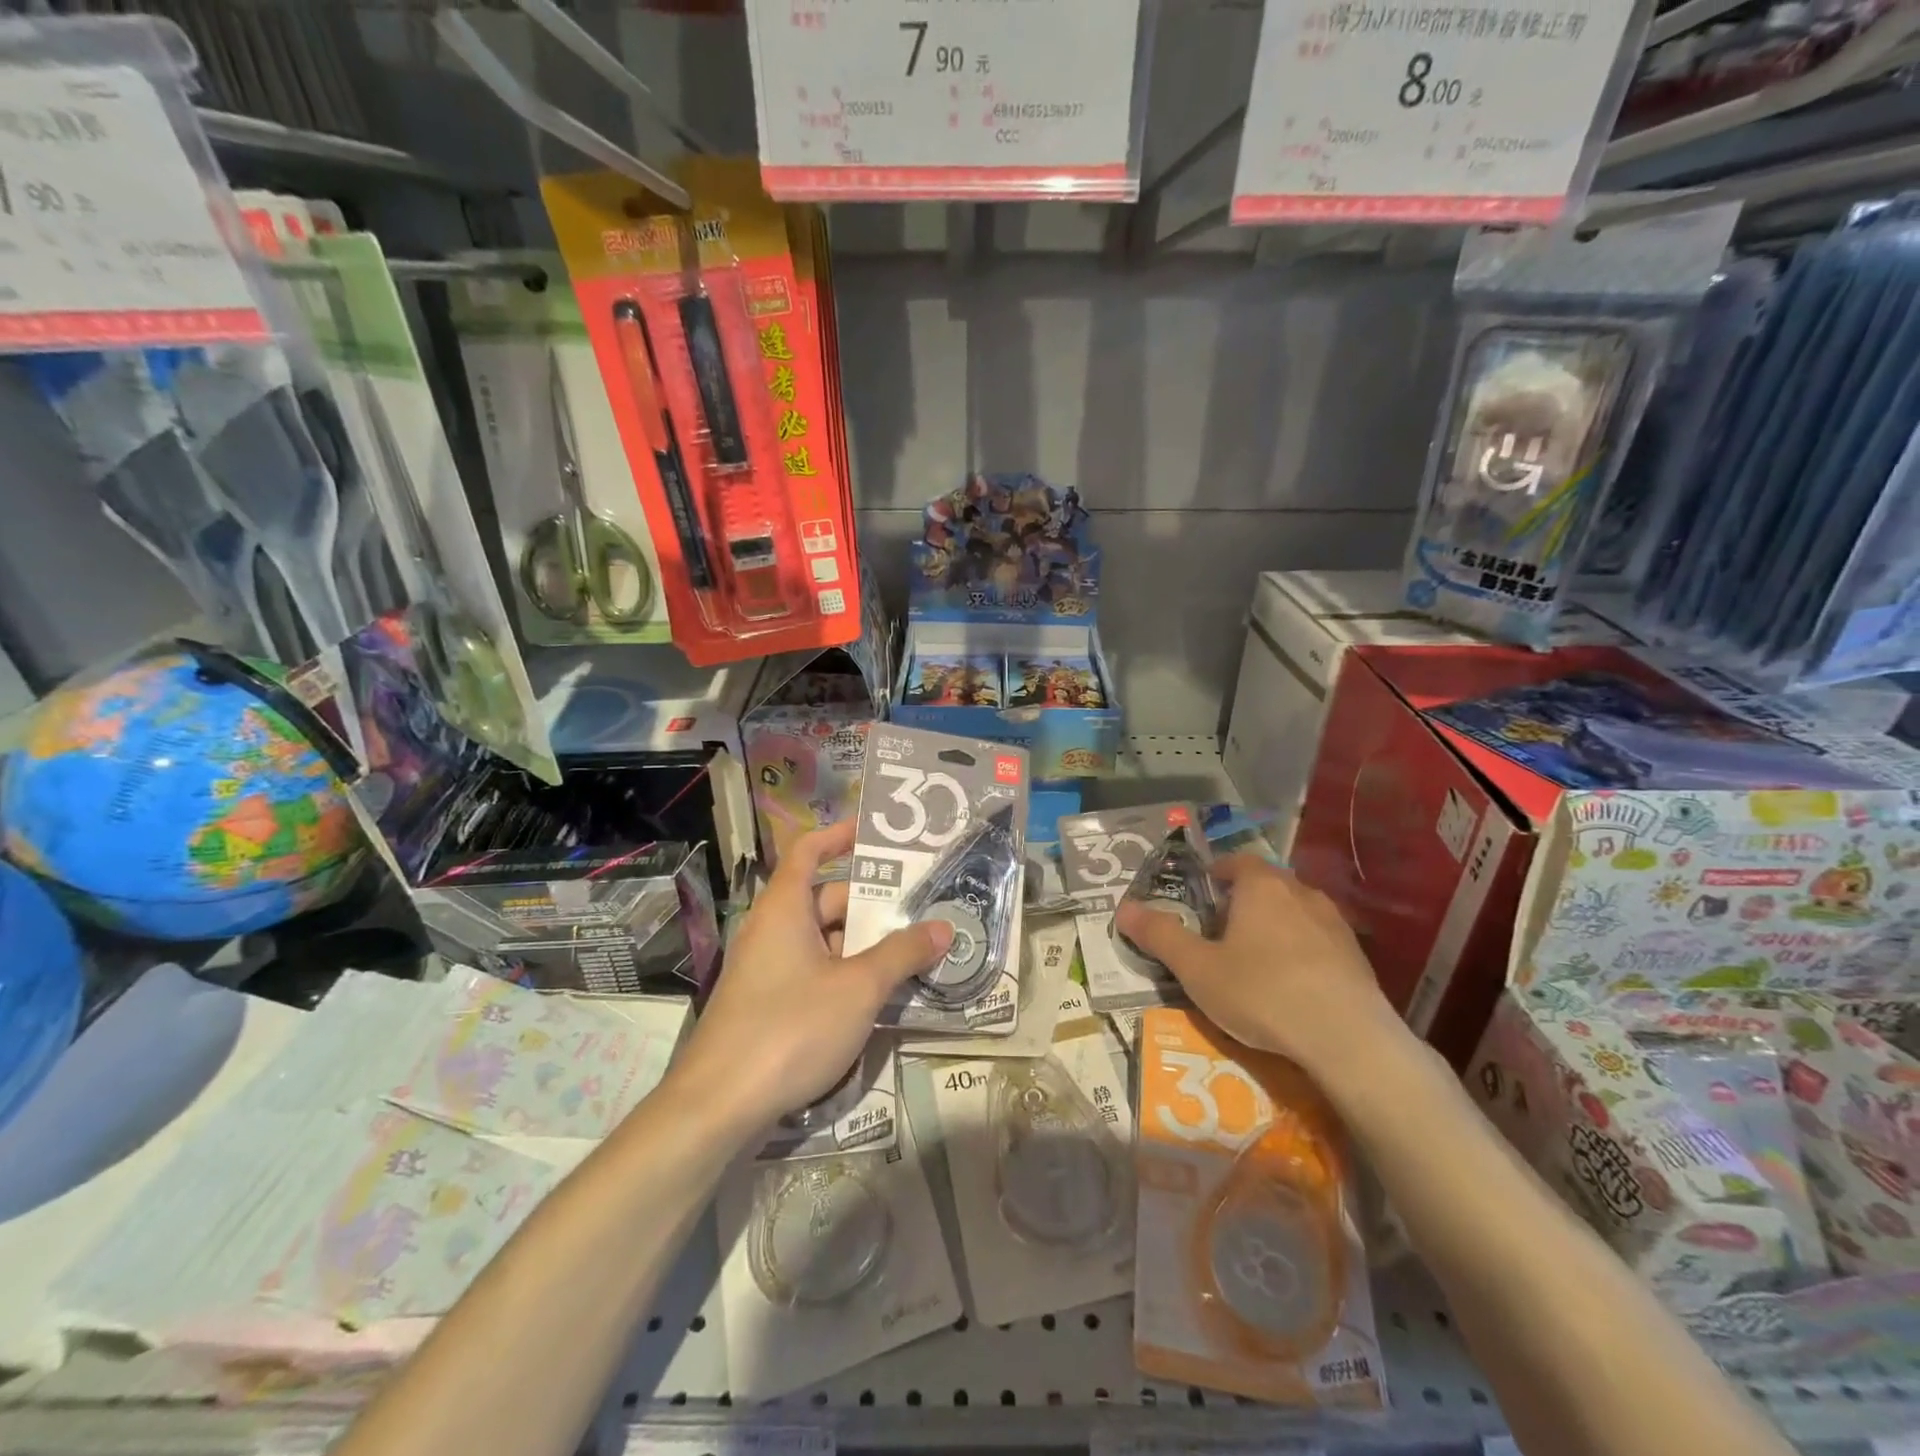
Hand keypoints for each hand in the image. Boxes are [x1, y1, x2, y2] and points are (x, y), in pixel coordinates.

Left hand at [674, 821, 953, 1134]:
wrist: (718, 1106)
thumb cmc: (790, 1028)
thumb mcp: (858, 988)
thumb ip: (902, 954)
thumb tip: (943, 927)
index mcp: (785, 908)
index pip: (808, 851)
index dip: (839, 836)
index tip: (876, 833)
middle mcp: (772, 930)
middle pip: (825, 899)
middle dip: (871, 902)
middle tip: (921, 905)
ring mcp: (767, 970)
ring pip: (823, 941)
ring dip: (864, 943)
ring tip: (914, 949)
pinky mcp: (768, 1005)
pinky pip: (813, 972)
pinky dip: (846, 973)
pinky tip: (880, 994)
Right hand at [1113, 854, 1404, 1082]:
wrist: (1348, 1040)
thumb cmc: (1262, 992)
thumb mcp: (1197, 969)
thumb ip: (1160, 936)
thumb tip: (1122, 908)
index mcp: (1261, 887)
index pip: (1236, 862)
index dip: (1217, 872)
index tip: (1204, 891)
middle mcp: (1301, 893)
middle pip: (1267, 885)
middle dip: (1244, 901)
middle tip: (1221, 929)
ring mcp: (1335, 924)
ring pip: (1296, 912)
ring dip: (1275, 925)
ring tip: (1256, 958)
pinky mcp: (1357, 957)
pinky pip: (1319, 941)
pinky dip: (1301, 951)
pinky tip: (1292, 983)